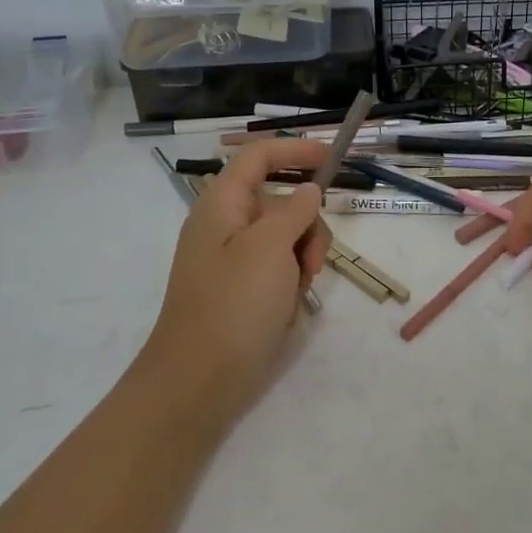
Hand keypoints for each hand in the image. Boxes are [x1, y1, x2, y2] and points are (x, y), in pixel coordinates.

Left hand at [136, 138, 332, 432]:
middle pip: (281, 201)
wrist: (198, 382)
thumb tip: (309, 190)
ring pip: (287, 238)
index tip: (332, 160)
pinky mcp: (243, 291)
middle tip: (313, 260)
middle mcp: (226, 225)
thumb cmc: (233, 305)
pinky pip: (279, 271)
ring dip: (303, 259)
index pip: (259, 156)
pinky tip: (286, 311)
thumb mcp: (270, 248)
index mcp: (222, 204)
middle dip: (307, 224)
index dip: (295, 150)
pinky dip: (291, 284)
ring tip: (297, 292)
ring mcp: (234, 260)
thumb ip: (294, 211)